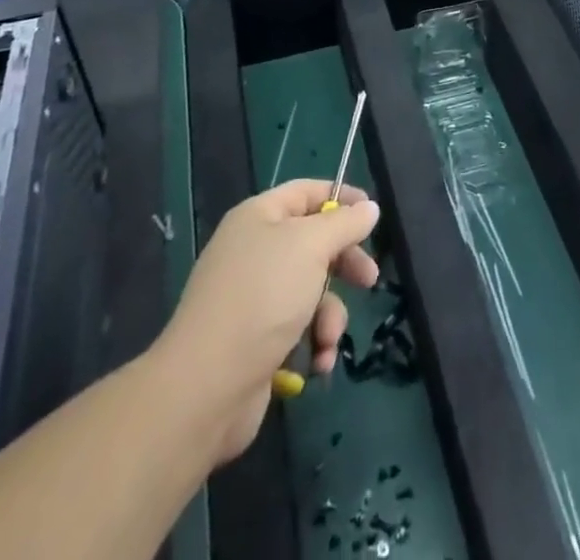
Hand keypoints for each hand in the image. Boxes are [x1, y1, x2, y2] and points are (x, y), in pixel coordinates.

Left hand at [153, 179, 380, 465]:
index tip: (373, 216)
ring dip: (329, 315)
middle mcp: (254, 251)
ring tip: (327, 338)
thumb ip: (345, 224)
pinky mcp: (256, 341)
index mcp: (259, 217)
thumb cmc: (263, 297)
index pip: (307, 192)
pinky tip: (317, 362)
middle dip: (344, 264)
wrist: (206, 388)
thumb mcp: (311, 246)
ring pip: (311, 290)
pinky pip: (298, 328)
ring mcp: (253, 297)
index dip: (342, 198)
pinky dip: (312, 343)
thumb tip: (369, 208)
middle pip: (314, 243)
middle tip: (369, 279)